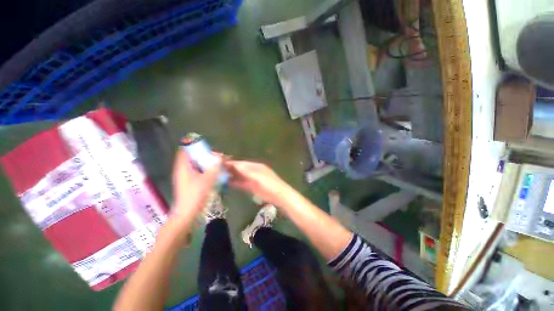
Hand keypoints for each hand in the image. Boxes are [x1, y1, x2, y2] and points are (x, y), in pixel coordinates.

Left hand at [172, 149, 221, 219]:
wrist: (187, 213)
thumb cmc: (196, 195)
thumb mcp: (208, 179)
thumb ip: (214, 167)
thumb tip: (220, 156)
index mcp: (183, 167)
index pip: (185, 150)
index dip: (194, 146)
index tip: (206, 147)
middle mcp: (182, 171)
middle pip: (191, 158)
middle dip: (203, 155)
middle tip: (215, 156)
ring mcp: (185, 178)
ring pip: (195, 165)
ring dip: (205, 163)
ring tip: (216, 163)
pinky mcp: (189, 184)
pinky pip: (197, 172)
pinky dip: (204, 170)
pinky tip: (213, 173)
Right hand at [224, 160, 294, 207]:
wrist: (279, 195)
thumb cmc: (269, 184)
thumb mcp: (258, 176)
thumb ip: (246, 171)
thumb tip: (234, 165)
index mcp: (256, 166)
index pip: (242, 163)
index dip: (232, 163)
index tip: (220, 163)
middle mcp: (253, 171)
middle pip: (240, 169)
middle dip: (230, 169)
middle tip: (217, 170)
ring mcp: (253, 179)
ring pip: (240, 176)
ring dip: (232, 176)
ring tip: (220, 176)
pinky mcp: (252, 187)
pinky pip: (242, 183)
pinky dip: (236, 182)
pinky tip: (228, 183)